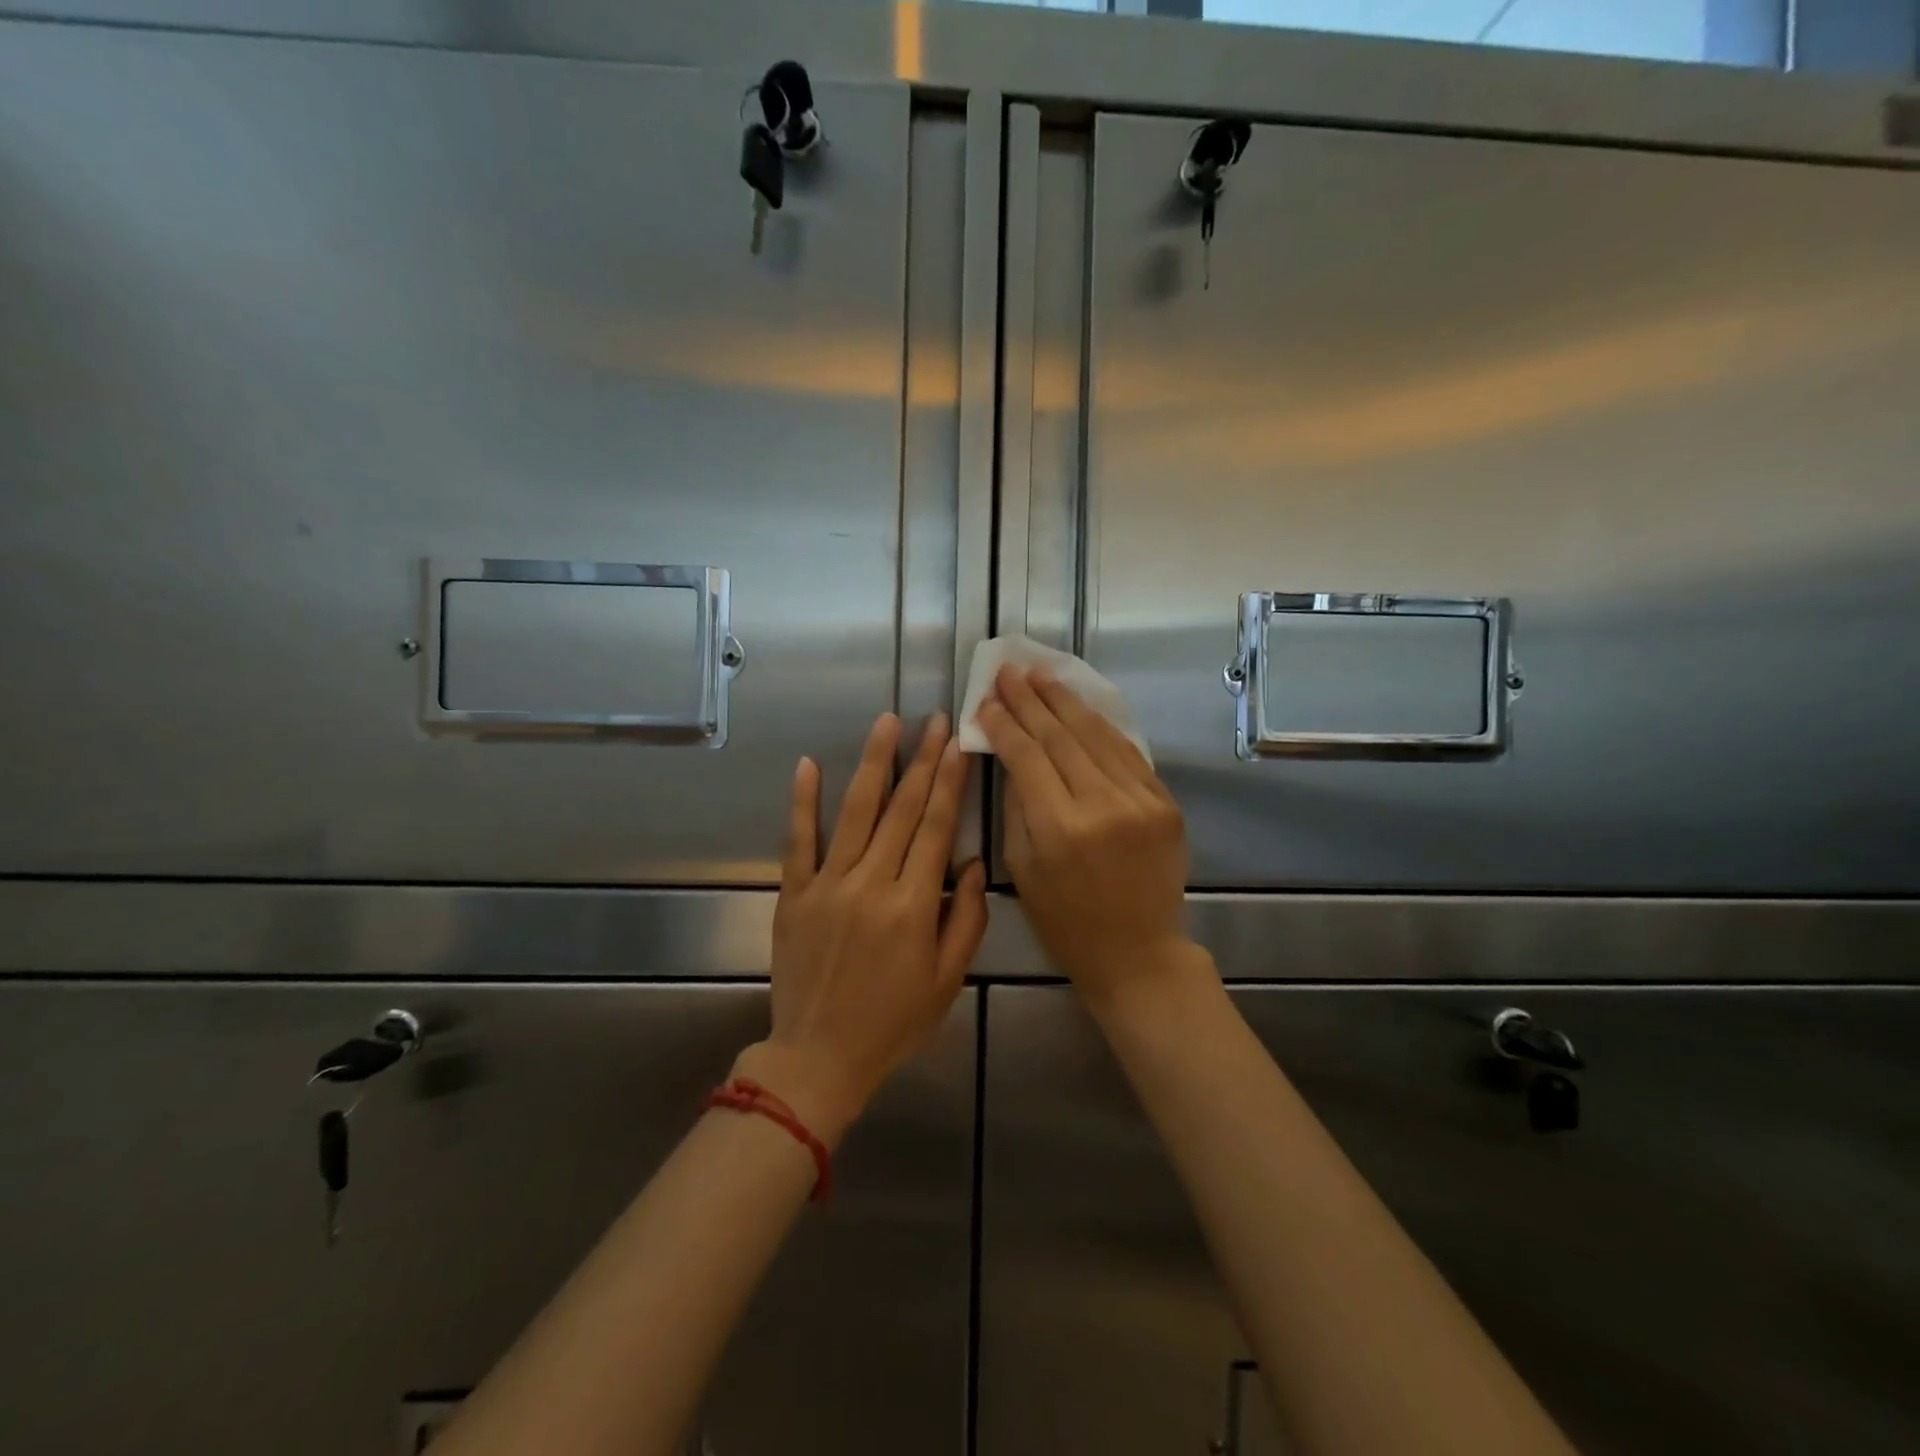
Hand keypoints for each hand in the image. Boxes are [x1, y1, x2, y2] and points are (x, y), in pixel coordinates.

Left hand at [736, 713, 987, 1143]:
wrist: (819, 1057)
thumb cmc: (893, 1022)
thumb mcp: (948, 980)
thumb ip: (966, 919)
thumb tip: (971, 864)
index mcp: (912, 905)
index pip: (934, 828)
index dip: (947, 782)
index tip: (956, 744)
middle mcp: (870, 884)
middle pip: (900, 810)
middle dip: (921, 760)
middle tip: (933, 720)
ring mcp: (827, 885)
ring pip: (854, 812)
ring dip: (872, 764)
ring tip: (886, 722)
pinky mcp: (793, 894)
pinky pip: (798, 841)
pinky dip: (803, 802)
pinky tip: (808, 764)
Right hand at [978, 667, 1205, 1012]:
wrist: (1138, 952)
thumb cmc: (1066, 921)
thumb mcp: (1022, 869)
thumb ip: (1016, 805)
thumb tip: (1010, 753)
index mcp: (1060, 829)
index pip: (1026, 757)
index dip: (1003, 724)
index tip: (985, 699)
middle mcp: (1104, 806)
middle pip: (1061, 736)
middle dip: (1030, 701)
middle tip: (1009, 672)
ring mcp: (1142, 801)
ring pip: (1097, 735)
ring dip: (1066, 702)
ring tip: (1041, 676)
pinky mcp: (1166, 803)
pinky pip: (1128, 753)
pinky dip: (1101, 727)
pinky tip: (1080, 707)